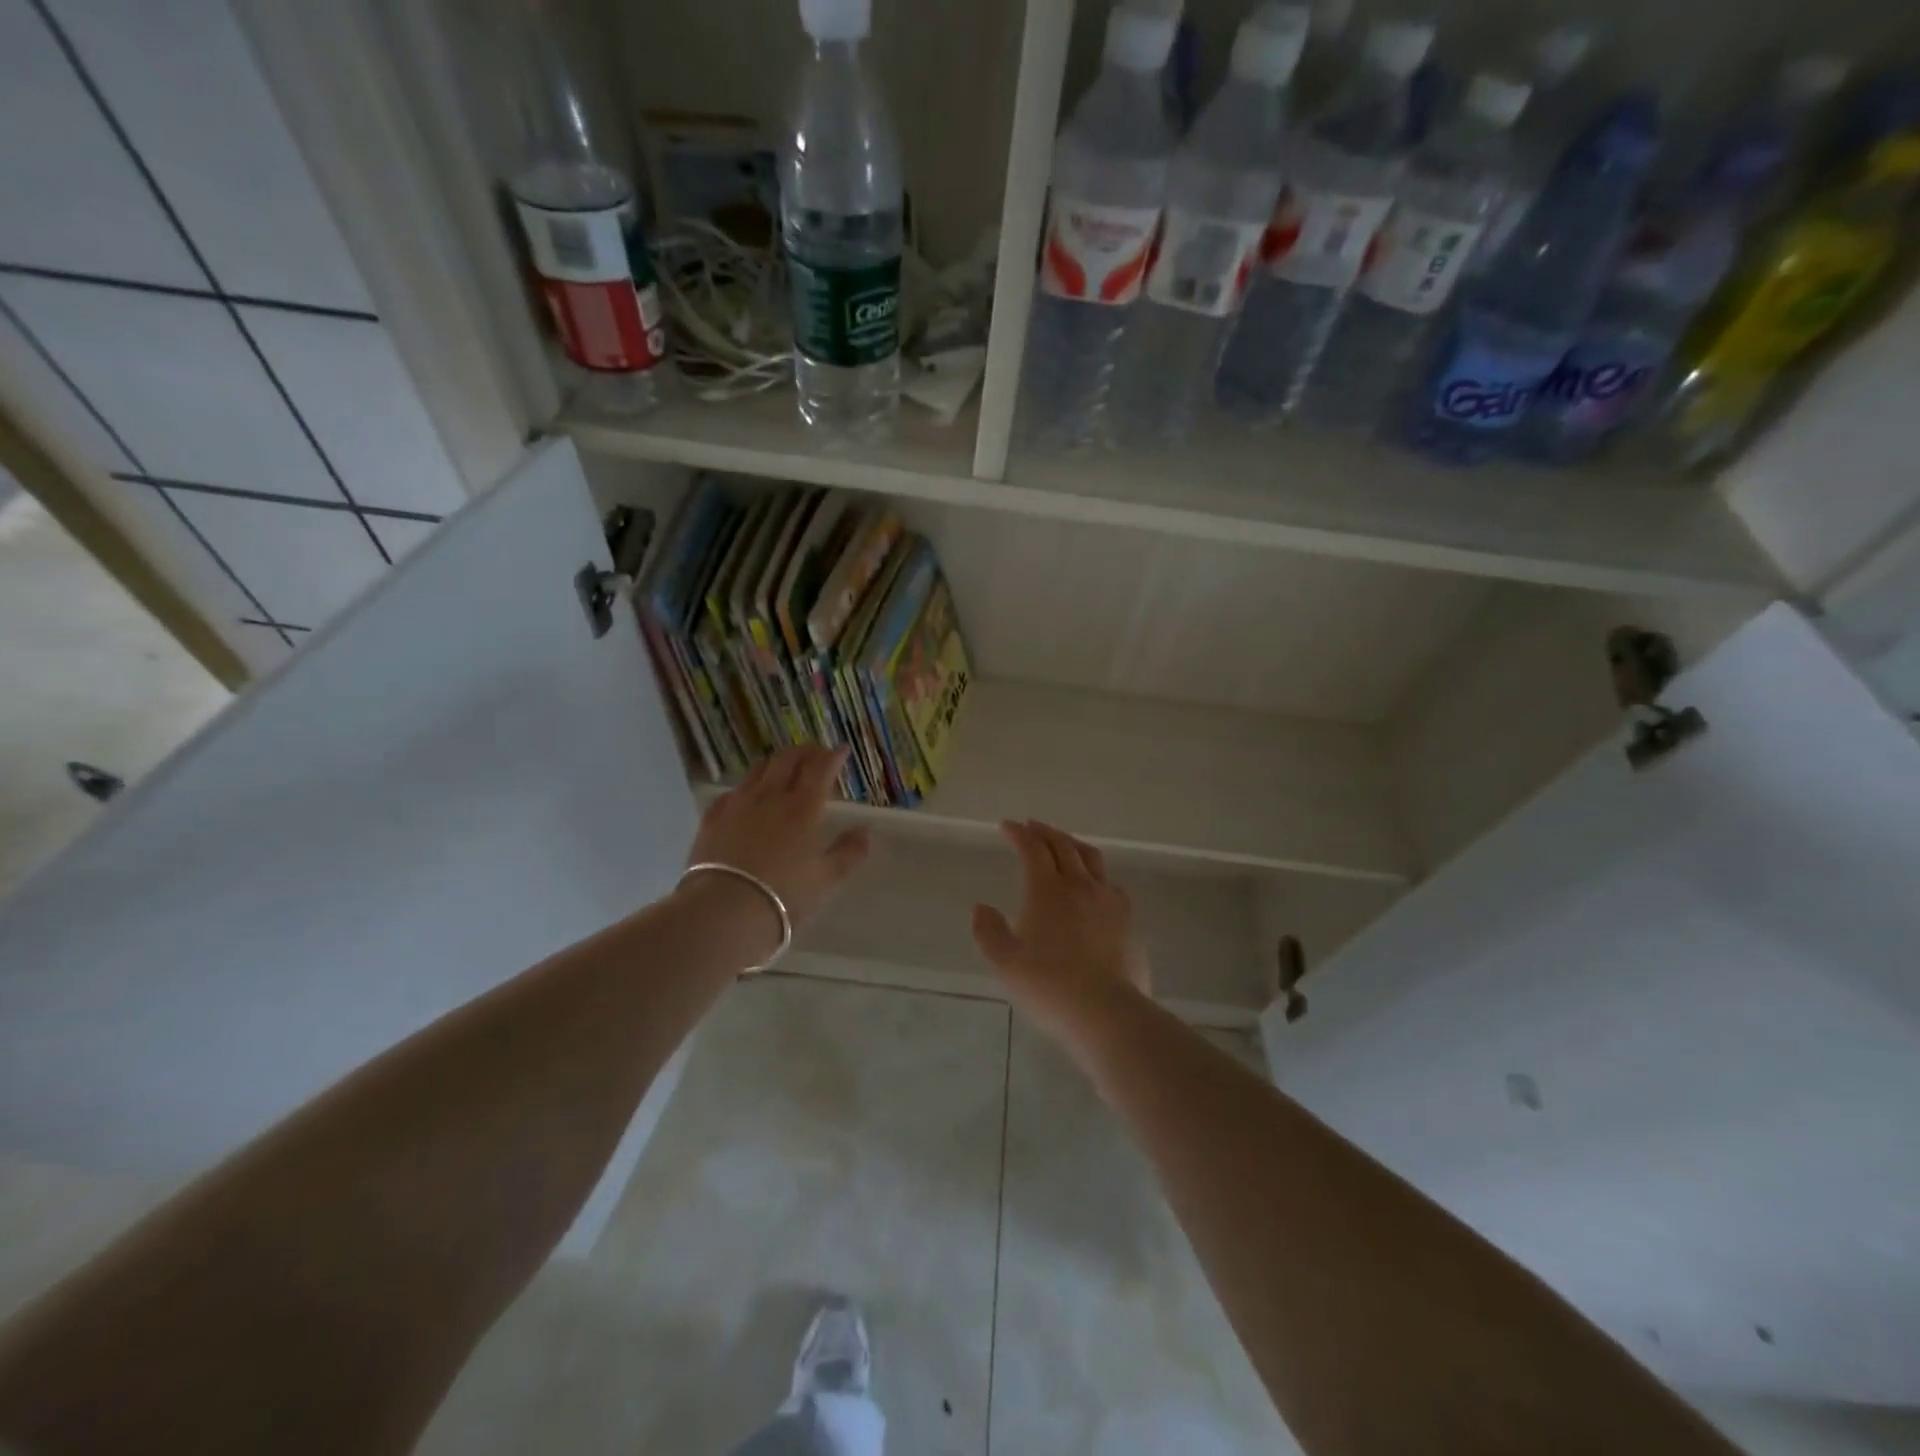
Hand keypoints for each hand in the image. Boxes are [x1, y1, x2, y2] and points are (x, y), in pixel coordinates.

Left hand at [682, 747, 870, 947]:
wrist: (724, 910)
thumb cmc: (783, 894)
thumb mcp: (825, 878)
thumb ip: (848, 853)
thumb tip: (865, 832)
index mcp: (803, 807)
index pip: (820, 769)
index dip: (833, 756)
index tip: (841, 750)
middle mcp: (770, 797)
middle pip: (787, 761)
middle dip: (804, 752)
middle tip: (814, 751)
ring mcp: (738, 805)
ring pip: (758, 771)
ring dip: (775, 763)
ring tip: (782, 765)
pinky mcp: (712, 820)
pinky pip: (731, 793)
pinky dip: (745, 788)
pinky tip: (745, 795)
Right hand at [972, 820, 1150, 1049]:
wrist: (1106, 1012)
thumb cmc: (1048, 986)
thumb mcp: (1005, 963)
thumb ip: (988, 931)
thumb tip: (981, 908)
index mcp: (1046, 890)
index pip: (1032, 848)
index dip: (1019, 833)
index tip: (1007, 826)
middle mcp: (1079, 885)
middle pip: (1063, 845)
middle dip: (1045, 832)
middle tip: (1032, 827)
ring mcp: (1109, 900)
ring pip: (1092, 858)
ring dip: (1073, 845)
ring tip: (1064, 844)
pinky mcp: (1129, 920)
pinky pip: (1112, 884)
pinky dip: (1097, 874)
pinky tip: (1095, 885)